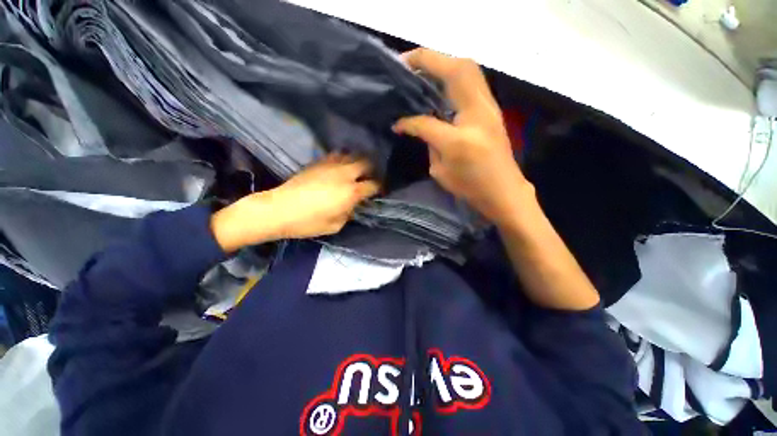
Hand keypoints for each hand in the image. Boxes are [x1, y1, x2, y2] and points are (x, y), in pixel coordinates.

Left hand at [211, 154, 379, 251]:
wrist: (279, 209)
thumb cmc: (307, 222)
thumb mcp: (333, 226)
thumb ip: (348, 214)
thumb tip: (352, 205)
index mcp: (350, 192)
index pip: (373, 184)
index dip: (379, 188)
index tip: (378, 193)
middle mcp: (344, 173)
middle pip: (367, 162)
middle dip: (372, 169)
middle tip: (369, 177)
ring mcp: (331, 164)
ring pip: (352, 154)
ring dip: (358, 161)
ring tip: (356, 169)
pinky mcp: (318, 161)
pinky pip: (337, 154)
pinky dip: (343, 158)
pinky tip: (340, 166)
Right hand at [393, 49, 531, 227]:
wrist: (507, 193)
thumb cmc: (474, 185)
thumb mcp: (441, 167)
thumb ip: (424, 134)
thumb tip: (402, 121)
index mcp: (468, 125)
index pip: (436, 99)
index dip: (413, 95)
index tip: (395, 82)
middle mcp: (482, 107)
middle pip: (460, 66)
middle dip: (430, 58)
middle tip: (407, 65)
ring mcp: (490, 104)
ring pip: (469, 67)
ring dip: (442, 61)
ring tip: (419, 69)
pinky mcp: (490, 106)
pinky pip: (471, 77)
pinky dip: (451, 71)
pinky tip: (436, 80)